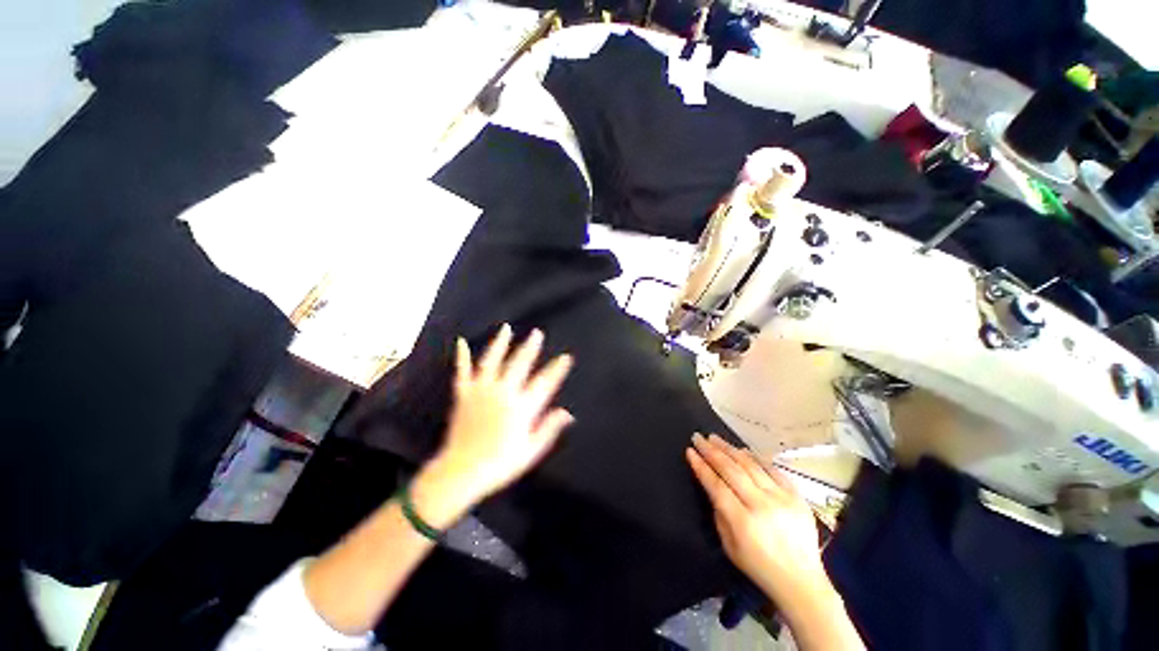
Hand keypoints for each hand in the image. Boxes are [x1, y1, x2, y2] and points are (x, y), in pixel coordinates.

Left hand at [426, 325, 573, 513]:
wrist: (461, 472)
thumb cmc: (500, 464)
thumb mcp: (531, 451)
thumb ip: (549, 429)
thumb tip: (568, 413)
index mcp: (521, 408)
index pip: (545, 383)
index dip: (557, 369)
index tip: (566, 357)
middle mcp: (503, 393)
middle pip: (520, 364)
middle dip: (530, 347)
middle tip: (537, 333)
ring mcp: (481, 392)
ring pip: (492, 361)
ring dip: (500, 343)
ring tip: (506, 328)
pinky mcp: (464, 395)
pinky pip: (462, 372)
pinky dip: (462, 357)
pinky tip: (462, 342)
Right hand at [686, 434, 835, 616]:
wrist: (801, 581)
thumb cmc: (759, 567)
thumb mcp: (729, 546)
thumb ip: (719, 513)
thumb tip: (712, 486)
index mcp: (743, 522)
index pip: (716, 485)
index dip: (701, 466)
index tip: (690, 451)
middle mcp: (762, 505)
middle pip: (732, 470)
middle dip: (711, 451)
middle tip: (698, 437)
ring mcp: (782, 499)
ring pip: (751, 465)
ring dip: (730, 449)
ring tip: (715, 438)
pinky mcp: (797, 497)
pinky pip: (773, 470)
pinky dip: (756, 458)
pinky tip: (743, 450)